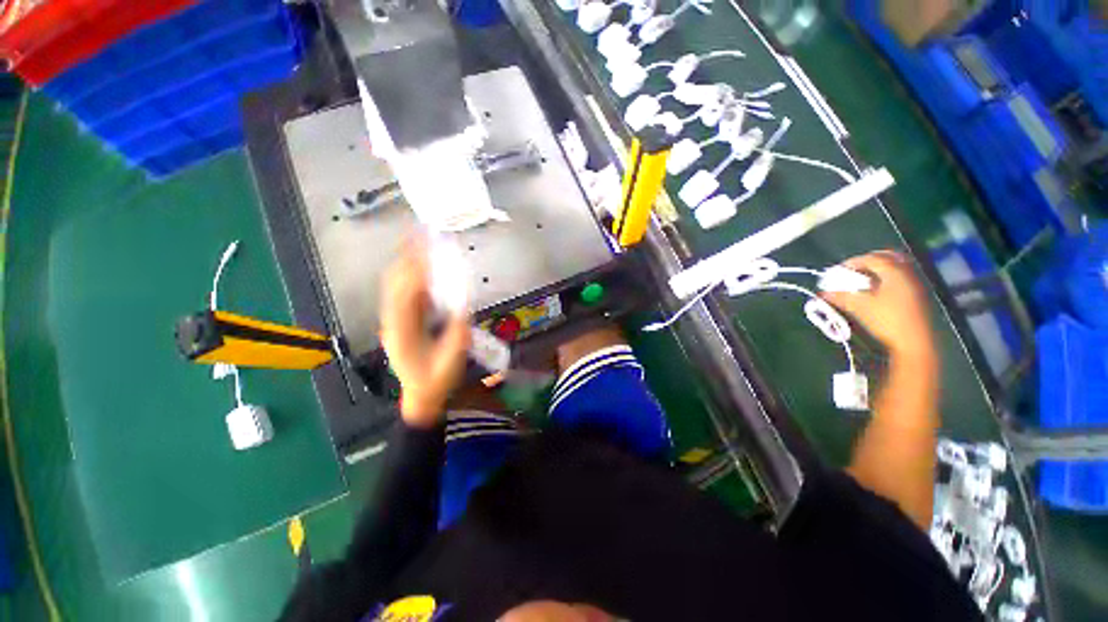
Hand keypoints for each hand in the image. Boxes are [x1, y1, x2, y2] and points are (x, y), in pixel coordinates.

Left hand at [379, 239, 470, 427]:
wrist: (421, 395)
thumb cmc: (436, 381)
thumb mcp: (451, 360)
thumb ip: (457, 333)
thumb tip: (463, 304)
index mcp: (402, 333)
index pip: (404, 295)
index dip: (414, 271)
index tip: (427, 250)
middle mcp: (393, 322)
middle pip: (395, 283)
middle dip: (407, 257)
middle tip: (421, 234)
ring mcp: (395, 320)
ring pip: (397, 285)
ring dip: (408, 262)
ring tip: (420, 241)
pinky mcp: (403, 320)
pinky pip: (405, 292)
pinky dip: (413, 274)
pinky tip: (423, 263)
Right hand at [821, 251, 934, 359]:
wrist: (914, 342)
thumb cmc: (886, 320)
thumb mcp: (859, 307)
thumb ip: (839, 297)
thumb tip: (821, 294)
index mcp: (894, 271)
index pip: (871, 258)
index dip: (852, 262)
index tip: (838, 271)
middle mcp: (907, 272)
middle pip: (888, 257)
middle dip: (868, 261)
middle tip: (853, 271)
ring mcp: (916, 284)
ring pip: (896, 267)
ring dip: (878, 270)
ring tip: (863, 281)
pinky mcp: (918, 295)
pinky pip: (901, 278)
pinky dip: (887, 279)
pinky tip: (876, 291)